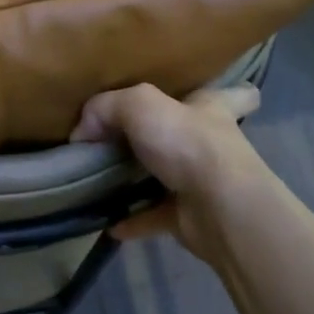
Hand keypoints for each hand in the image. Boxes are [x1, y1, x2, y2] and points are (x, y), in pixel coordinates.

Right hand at [71, 83, 267, 260]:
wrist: (218, 208)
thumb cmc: (189, 144)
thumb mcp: (139, 105)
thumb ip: (105, 107)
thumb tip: (82, 131)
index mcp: (210, 109)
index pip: (231, 94)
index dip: (221, 92)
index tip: (201, 96)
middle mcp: (210, 144)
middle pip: (187, 135)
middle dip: (162, 136)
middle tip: (121, 138)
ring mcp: (201, 182)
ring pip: (167, 176)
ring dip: (140, 179)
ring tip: (102, 178)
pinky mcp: (188, 216)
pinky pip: (152, 216)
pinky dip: (131, 219)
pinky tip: (106, 220)